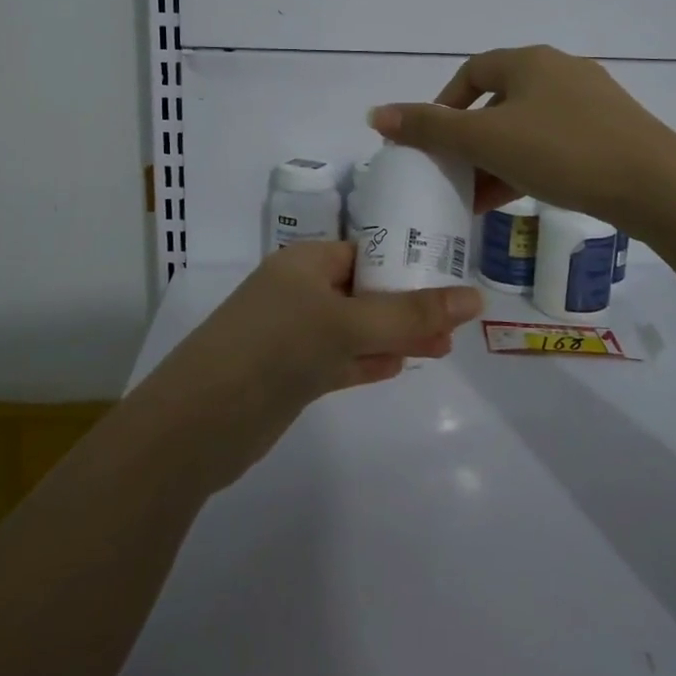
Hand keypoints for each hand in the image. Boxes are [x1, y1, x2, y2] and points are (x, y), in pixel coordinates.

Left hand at [139, 242, 483, 488]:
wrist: (199, 423)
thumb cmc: (275, 349)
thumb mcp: (347, 325)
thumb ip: (411, 315)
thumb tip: (476, 298)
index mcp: (305, 263)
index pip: (365, 252)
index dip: (407, 264)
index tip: (451, 280)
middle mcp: (298, 293)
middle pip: (364, 291)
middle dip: (407, 306)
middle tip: (455, 325)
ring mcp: (293, 335)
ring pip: (355, 329)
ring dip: (394, 336)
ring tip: (442, 347)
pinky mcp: (291, 375)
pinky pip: (340, 360)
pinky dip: (368, 361)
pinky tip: (399, 366)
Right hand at [369, 45, 675, 226]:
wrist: (655, 184)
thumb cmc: (562, 151)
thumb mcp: (487, 140)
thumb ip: (430, 128)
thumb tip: (376, 113)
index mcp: (528, 61)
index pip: (470, 72)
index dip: (443, 104)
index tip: (431, 142)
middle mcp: (559, 70)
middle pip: (498, 100)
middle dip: (469, 139)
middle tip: (453, 175)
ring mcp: (590, 101)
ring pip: (526, 125)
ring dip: (496, 157)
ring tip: (478, 197)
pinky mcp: (610, 131)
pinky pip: (554, 142)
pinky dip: (528, 164)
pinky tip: (518, 196)